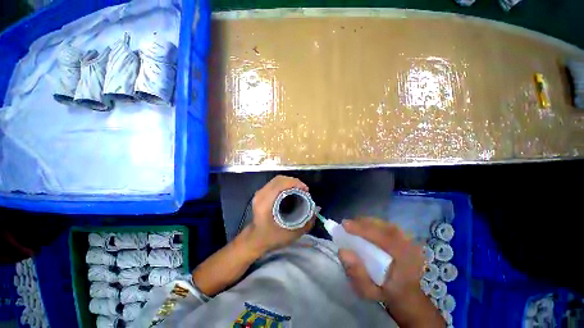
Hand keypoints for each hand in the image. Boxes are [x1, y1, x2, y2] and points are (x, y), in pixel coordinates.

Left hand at [245, 175, 314, 253]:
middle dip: (294, 182)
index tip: (306, 190)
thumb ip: (306, 223)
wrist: (254, 240)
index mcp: (265, 203)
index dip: (295, 183)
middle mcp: (261, 194)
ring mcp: (259, 193)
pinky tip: (291, 191)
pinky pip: (274, 183)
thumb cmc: (271, 238)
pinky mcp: (261, 193)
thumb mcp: (291, 234)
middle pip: (279, 179)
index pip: (280, 184)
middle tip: (304, 190)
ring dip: (290, 182)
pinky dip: (285, 184)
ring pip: (277, 179)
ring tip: (300, 190)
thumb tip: (316, 209)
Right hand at [338, 218, 443, 326]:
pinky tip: (364, 227)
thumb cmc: (387, 294)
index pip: (383, 238)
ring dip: (368, 223)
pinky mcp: (406, 237)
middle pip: (384, 227)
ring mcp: (410, 240)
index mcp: (405, 261)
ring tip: (353, 225)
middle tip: (346, 225)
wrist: (407, 296)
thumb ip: (356, 273)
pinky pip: (387, 226)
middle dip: (363, 223)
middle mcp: (410, 246)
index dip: (363, 229)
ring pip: (385, 224)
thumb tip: (342, 251)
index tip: (345, 225)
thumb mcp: (369, 291)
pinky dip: (374, 225)